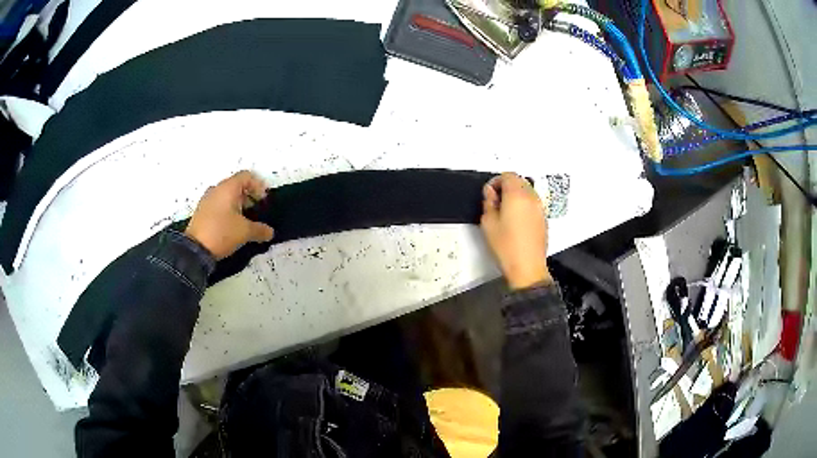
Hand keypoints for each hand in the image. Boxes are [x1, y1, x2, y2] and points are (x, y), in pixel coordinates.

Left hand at [185, 171, 274, 258]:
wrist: (195, 250)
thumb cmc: (222, 232)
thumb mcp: (245, 232)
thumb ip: (260, 230)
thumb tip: (270, 232)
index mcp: (228, 188)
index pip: (246, 176)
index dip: (258, 186)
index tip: (264, 201)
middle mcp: (216, 189)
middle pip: (236, 185)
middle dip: (249, 196)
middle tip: (256, 211)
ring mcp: (206, 200)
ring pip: (226, 196)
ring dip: (238, 204)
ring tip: (245, 220)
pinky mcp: (201, 212)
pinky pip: (218, 205)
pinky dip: (227, 211)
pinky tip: (232, 226)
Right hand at [480, 173, 551, 289]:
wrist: (527, 268)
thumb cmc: (505, 246)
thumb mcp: (488, 223)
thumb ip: (488, 203)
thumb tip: (490, 192)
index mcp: (517, 195)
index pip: (508, 176)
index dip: (496, 181)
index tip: (489, 194)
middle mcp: (531, 197)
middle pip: (519, 181)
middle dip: (506, 186)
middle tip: (495, 201)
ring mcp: (540, 208)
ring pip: (528, 191)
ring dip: (516, 194)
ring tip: (505, 211)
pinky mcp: (543, 218)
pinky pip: (533, 202)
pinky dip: (524, 204)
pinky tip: (516, 220)